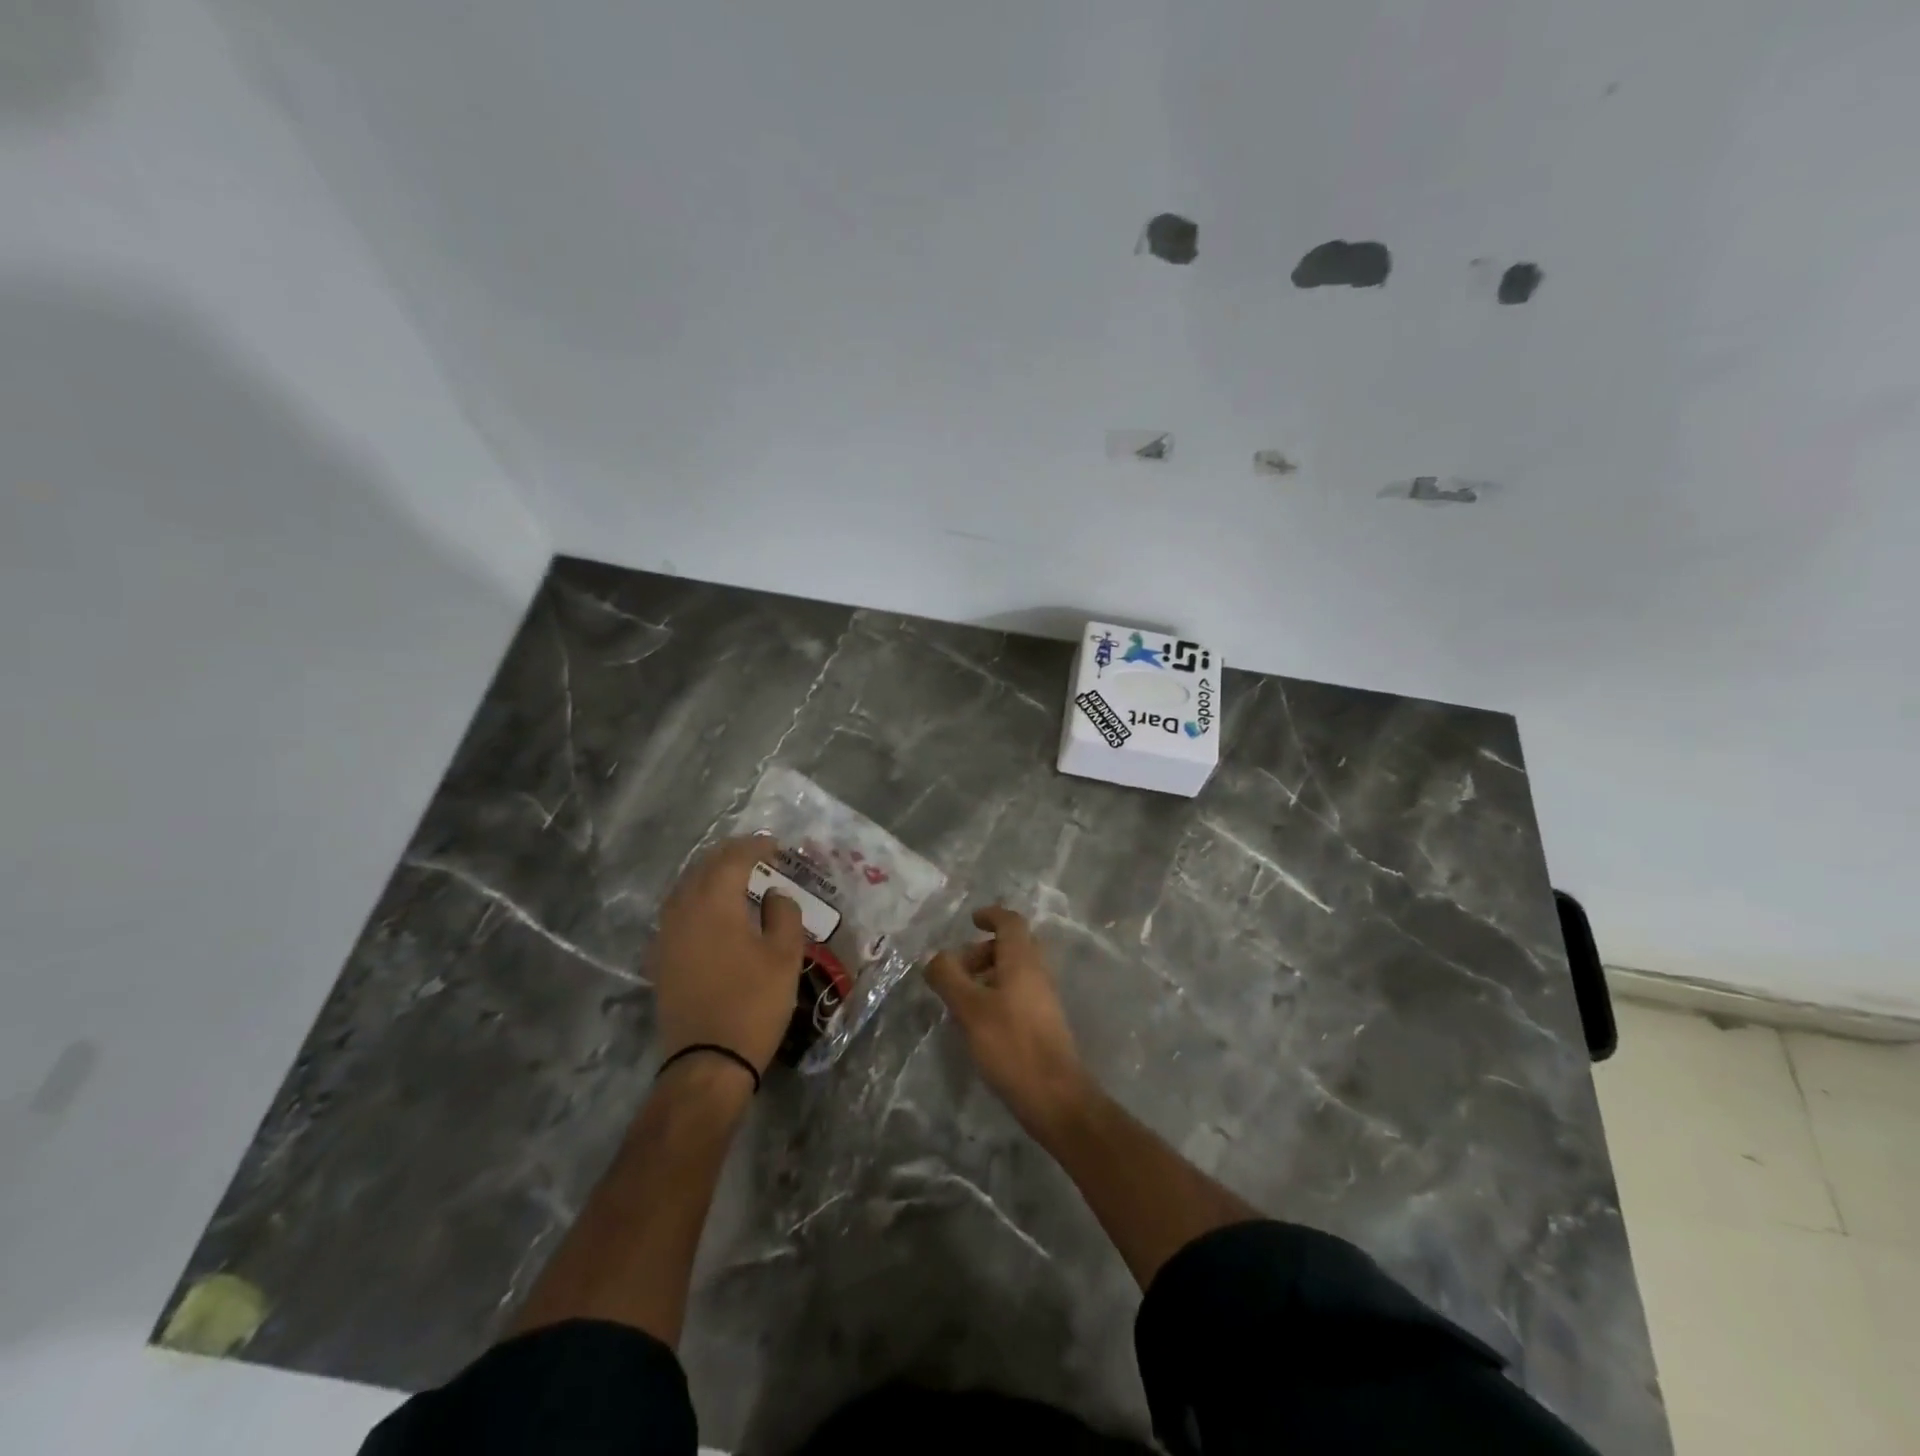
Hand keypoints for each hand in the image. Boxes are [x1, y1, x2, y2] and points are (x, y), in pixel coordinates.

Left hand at [651, 835, 805, 1076]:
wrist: (708, 1061)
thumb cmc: (753, 1003)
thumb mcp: (784, 956)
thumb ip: (783, 914)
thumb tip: (774, 894)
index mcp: (714, 903)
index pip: (732, 859)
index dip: (755, 846)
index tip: (775, 845)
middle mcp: (683, 910)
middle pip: (703, 868)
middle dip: (730, 855)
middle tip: (756, 852)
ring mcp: (666, 936)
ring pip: (685, 888)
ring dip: (709, 875)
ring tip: (734, 876)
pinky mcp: (660, 959)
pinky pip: (676, 912)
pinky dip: (696, 900)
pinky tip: (710, 911)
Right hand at [926, 906, 1094, 1133]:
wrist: (1054, 1096)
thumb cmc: (1010, 1044)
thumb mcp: (969, 1009)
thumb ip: (949, 977)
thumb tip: (934, 957)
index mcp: (1023, 960)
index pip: (1011, 922)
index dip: (991, 915)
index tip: (971, 920)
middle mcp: (1037, 972)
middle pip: (1013, 945)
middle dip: (983, 949)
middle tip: (958, 968)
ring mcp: (1043, 998)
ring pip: (1015, 971)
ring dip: (988, 974)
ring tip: (961, 997)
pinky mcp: (1043, 1022)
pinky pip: (1018, 992)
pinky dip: (997, 993)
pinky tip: (978, 1021)